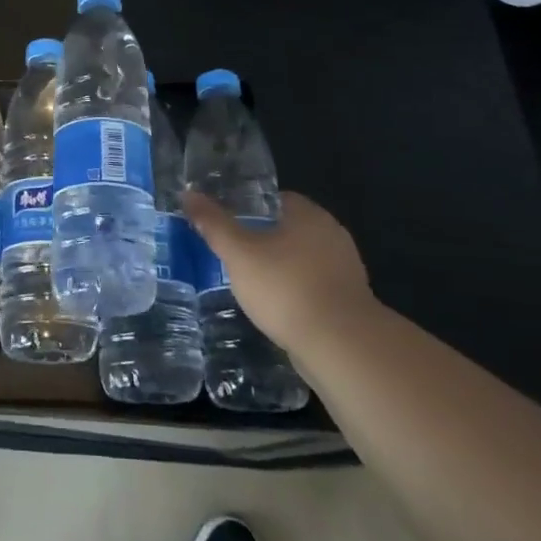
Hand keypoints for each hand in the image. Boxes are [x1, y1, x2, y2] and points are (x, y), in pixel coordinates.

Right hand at [183, 190, 375, 352]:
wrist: (341, 346)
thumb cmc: (285, 287)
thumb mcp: (238, 254)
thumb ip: (214, 224)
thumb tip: (188, 194)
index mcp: (309, 215)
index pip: (278, 199)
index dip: (252, 207)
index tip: (230, 222)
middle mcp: (333, 235)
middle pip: (292, 229)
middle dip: (266, 239)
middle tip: (236, 253)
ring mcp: (346, 270)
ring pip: (304, 260)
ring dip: (283, 268)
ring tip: (253, 283)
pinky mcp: (351, 302)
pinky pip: (316, 287)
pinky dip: (297, 292)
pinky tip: (278, 308)